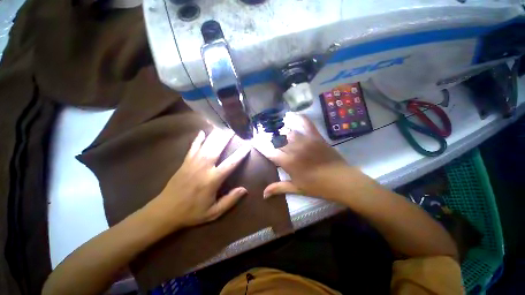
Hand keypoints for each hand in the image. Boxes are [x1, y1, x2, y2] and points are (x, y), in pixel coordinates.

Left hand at [146, 129, 250, 229]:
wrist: (165, 211)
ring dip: (215, 136)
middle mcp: (203, 168)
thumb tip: (244, 189)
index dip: (240, 154)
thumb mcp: (214, 212)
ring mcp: (193, 163)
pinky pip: (192, 148)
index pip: (230, 163)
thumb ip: (230, 200)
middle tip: (233, 130)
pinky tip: (202, 132)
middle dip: (226, 138)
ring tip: (222, 128)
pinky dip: (198, 139)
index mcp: (212, 180)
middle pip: (217, 149)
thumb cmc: (192, 213)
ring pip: (206, 145)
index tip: (247, 146)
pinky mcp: (185, 163)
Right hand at [255, 116, 364, 201]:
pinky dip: (298, 117)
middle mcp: (294, 149)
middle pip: (276, 139)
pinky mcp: (315, 136)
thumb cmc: (317, 186)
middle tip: (263, 135)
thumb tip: (263, 194)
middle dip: (267, 136)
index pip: (269, 151)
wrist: (341, 180)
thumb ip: (278, 188)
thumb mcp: (296, 188)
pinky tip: (291, 115)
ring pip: (287, 130)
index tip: (253, 141)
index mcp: (288, 163)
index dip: (259, 145)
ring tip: (274, 127)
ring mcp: (305, 141)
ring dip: (279, 128)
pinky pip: (305, 123)